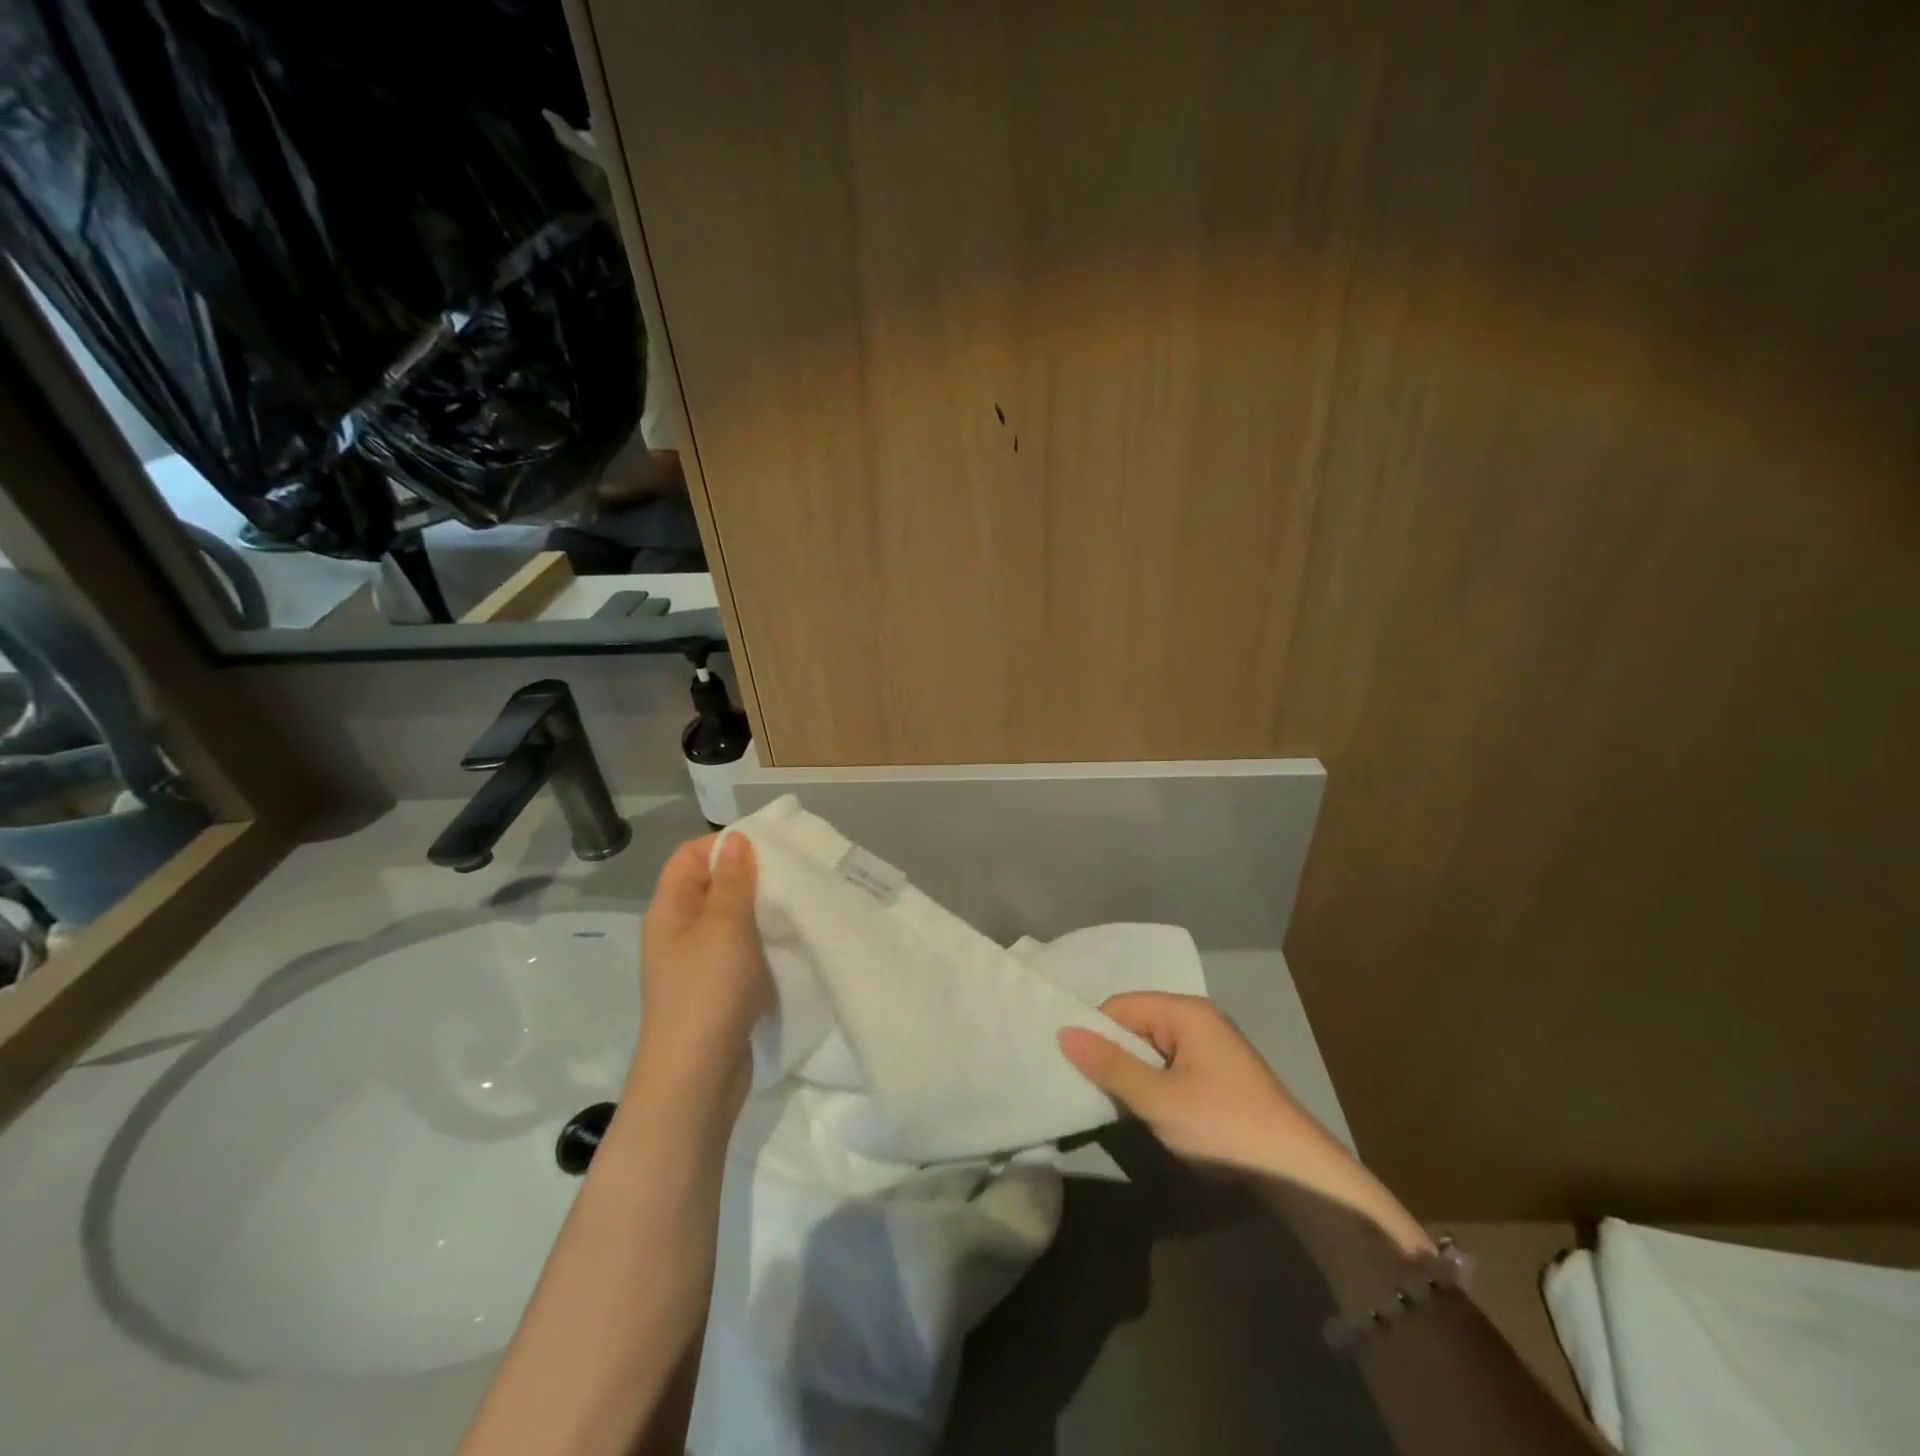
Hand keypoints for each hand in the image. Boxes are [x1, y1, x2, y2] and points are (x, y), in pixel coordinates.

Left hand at [632, 833, 771, 1108]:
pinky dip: (762, 942)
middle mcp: (678, 931)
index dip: (725, 845)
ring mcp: (696, 963)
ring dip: (761, 911)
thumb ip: (733, 881)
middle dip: (751, 876)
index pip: (690, 856)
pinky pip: (740, 951)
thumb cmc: (708, 992)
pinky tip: (790, 943)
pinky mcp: (716, 990)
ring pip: (730, 920)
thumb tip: (735, 841)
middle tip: (794, 873)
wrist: (696, 1078)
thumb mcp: (725, 926)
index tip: (770, 848)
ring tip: (798, 904)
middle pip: (712, 886)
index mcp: (670, 909)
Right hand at [1059, 993, 1430, 1255]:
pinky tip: (1142, 1111)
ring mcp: (1209, 1049)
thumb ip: (1110, 1065)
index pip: (1120, 1006)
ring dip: (1130, 1074)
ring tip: (1107, 1102)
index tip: (1070, 1066)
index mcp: (1185, 1012)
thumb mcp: (1158, 1098)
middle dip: (1110, 1054)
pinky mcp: (1216, 1077)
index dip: (1094, 1032)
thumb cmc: (1224, 1127)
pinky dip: (1151, 1085)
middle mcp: (1197, 1020)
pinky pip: (1168, 1067)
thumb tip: (1063, 1032)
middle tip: (1084, 1087)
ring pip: (1150, 1050)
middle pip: (1135, 1024)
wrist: (1299, 1176)